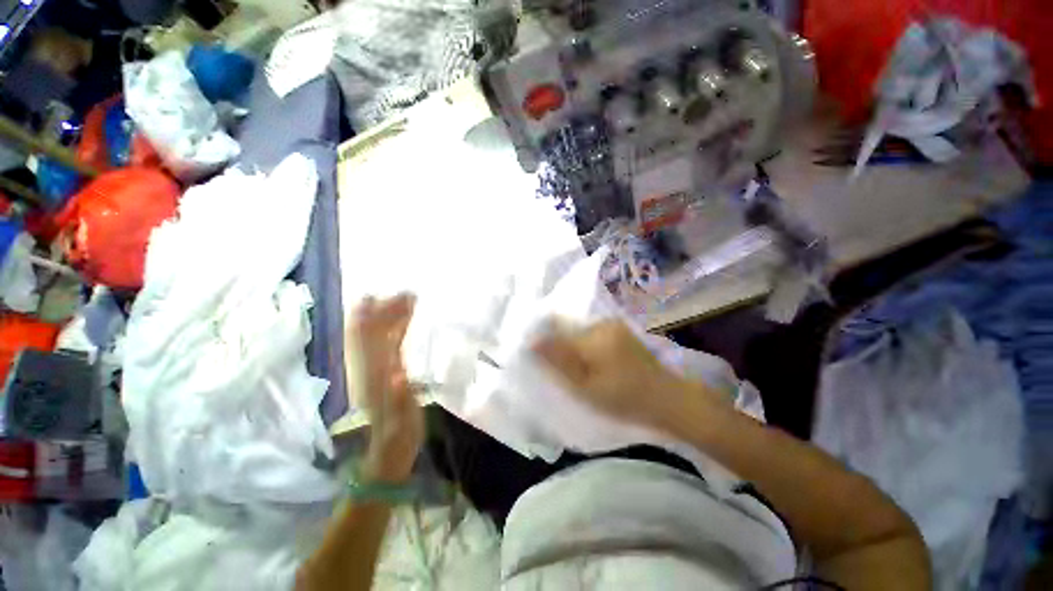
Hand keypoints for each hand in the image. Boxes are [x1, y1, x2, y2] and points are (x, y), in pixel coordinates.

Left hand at [346, 294, 422, 482]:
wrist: (390, 448)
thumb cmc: (398, 435)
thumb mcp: (401, 420)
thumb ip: (400, 397)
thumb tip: (398, 373)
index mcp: (372, 376)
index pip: (366, 341)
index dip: (369, 318)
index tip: (379, 296)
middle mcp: (370, 367)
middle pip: (372, 333)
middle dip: (385, 310)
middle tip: (406, 294)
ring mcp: (378, 368)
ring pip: (380, 336)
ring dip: (391, 317)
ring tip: (409, 300)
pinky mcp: (388, 371)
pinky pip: (391, 344)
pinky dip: (397, 329)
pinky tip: (406, 321)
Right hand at [533, 319, 724, 427]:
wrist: (668, 399)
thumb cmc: (624, 398)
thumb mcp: (585, 386)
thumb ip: (558, 361)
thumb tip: (531, 340)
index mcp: (591, 336)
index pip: (554, 326)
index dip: (542, 337)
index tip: (538, 355)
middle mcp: (601, 323)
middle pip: (567, 327)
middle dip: (558, 343)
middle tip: (559, 367)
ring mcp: (613, 325)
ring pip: (579, 331)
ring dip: (573, 345)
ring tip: (577, 368)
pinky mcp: (620, 330)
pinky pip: (592, 333)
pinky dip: (586, 345)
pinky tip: (593, 362)